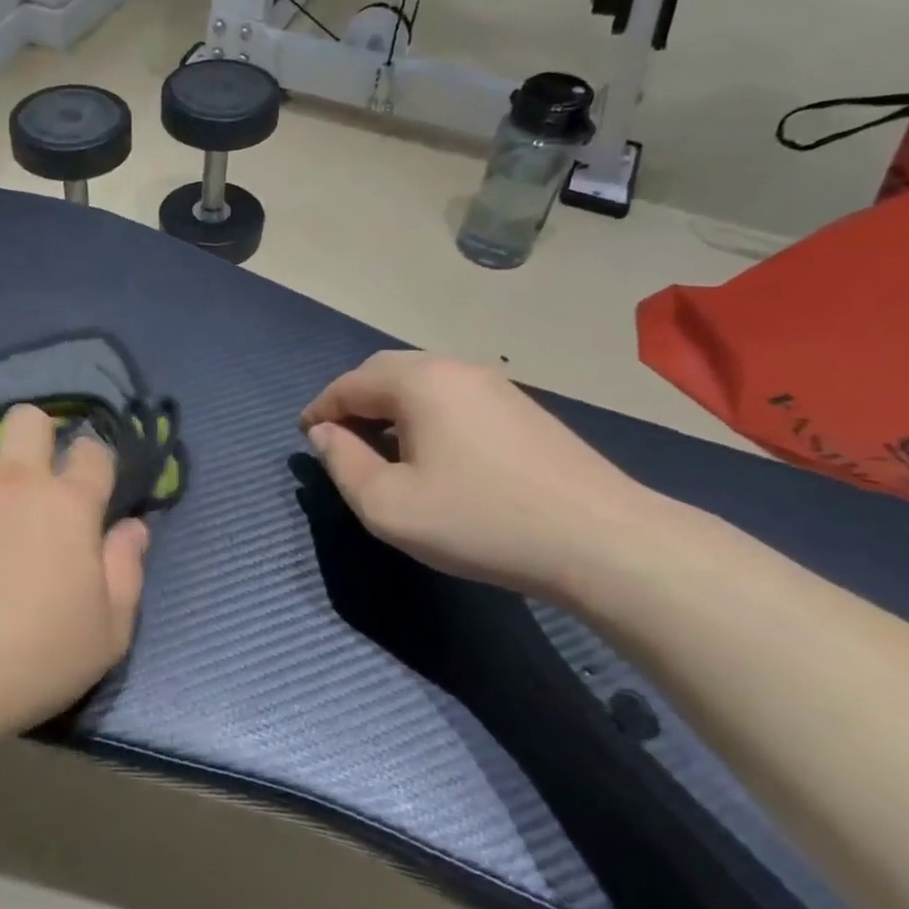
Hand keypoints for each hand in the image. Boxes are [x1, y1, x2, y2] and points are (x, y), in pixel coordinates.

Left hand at [0, 404, 150, 740]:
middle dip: (38, 437)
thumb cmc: (33, 656)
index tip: (92, 487)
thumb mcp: (108, 631)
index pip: (93, 451)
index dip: (95, 461)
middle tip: (35, 484)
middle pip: (28, 419)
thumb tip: (134, 527)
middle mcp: (15, 481)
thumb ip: (127, 570)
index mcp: (68, 504)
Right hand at [301, 353, 668, 602]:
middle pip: (385, 372)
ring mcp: (495, 385)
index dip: (320, 409)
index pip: (350, 384)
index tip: (306, 437)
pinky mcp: (522, 408)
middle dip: (353, 401)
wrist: (601, 540)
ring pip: (422, 382)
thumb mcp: (389, 506)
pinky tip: (430, 451)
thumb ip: (343, 464)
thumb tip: (324, 435)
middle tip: (338, 438)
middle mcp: (455, 368)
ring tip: (379, 447)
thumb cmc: (480, 521)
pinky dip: (423, 413)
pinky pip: (453, 396)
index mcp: (418, 382)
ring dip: (389, 406)